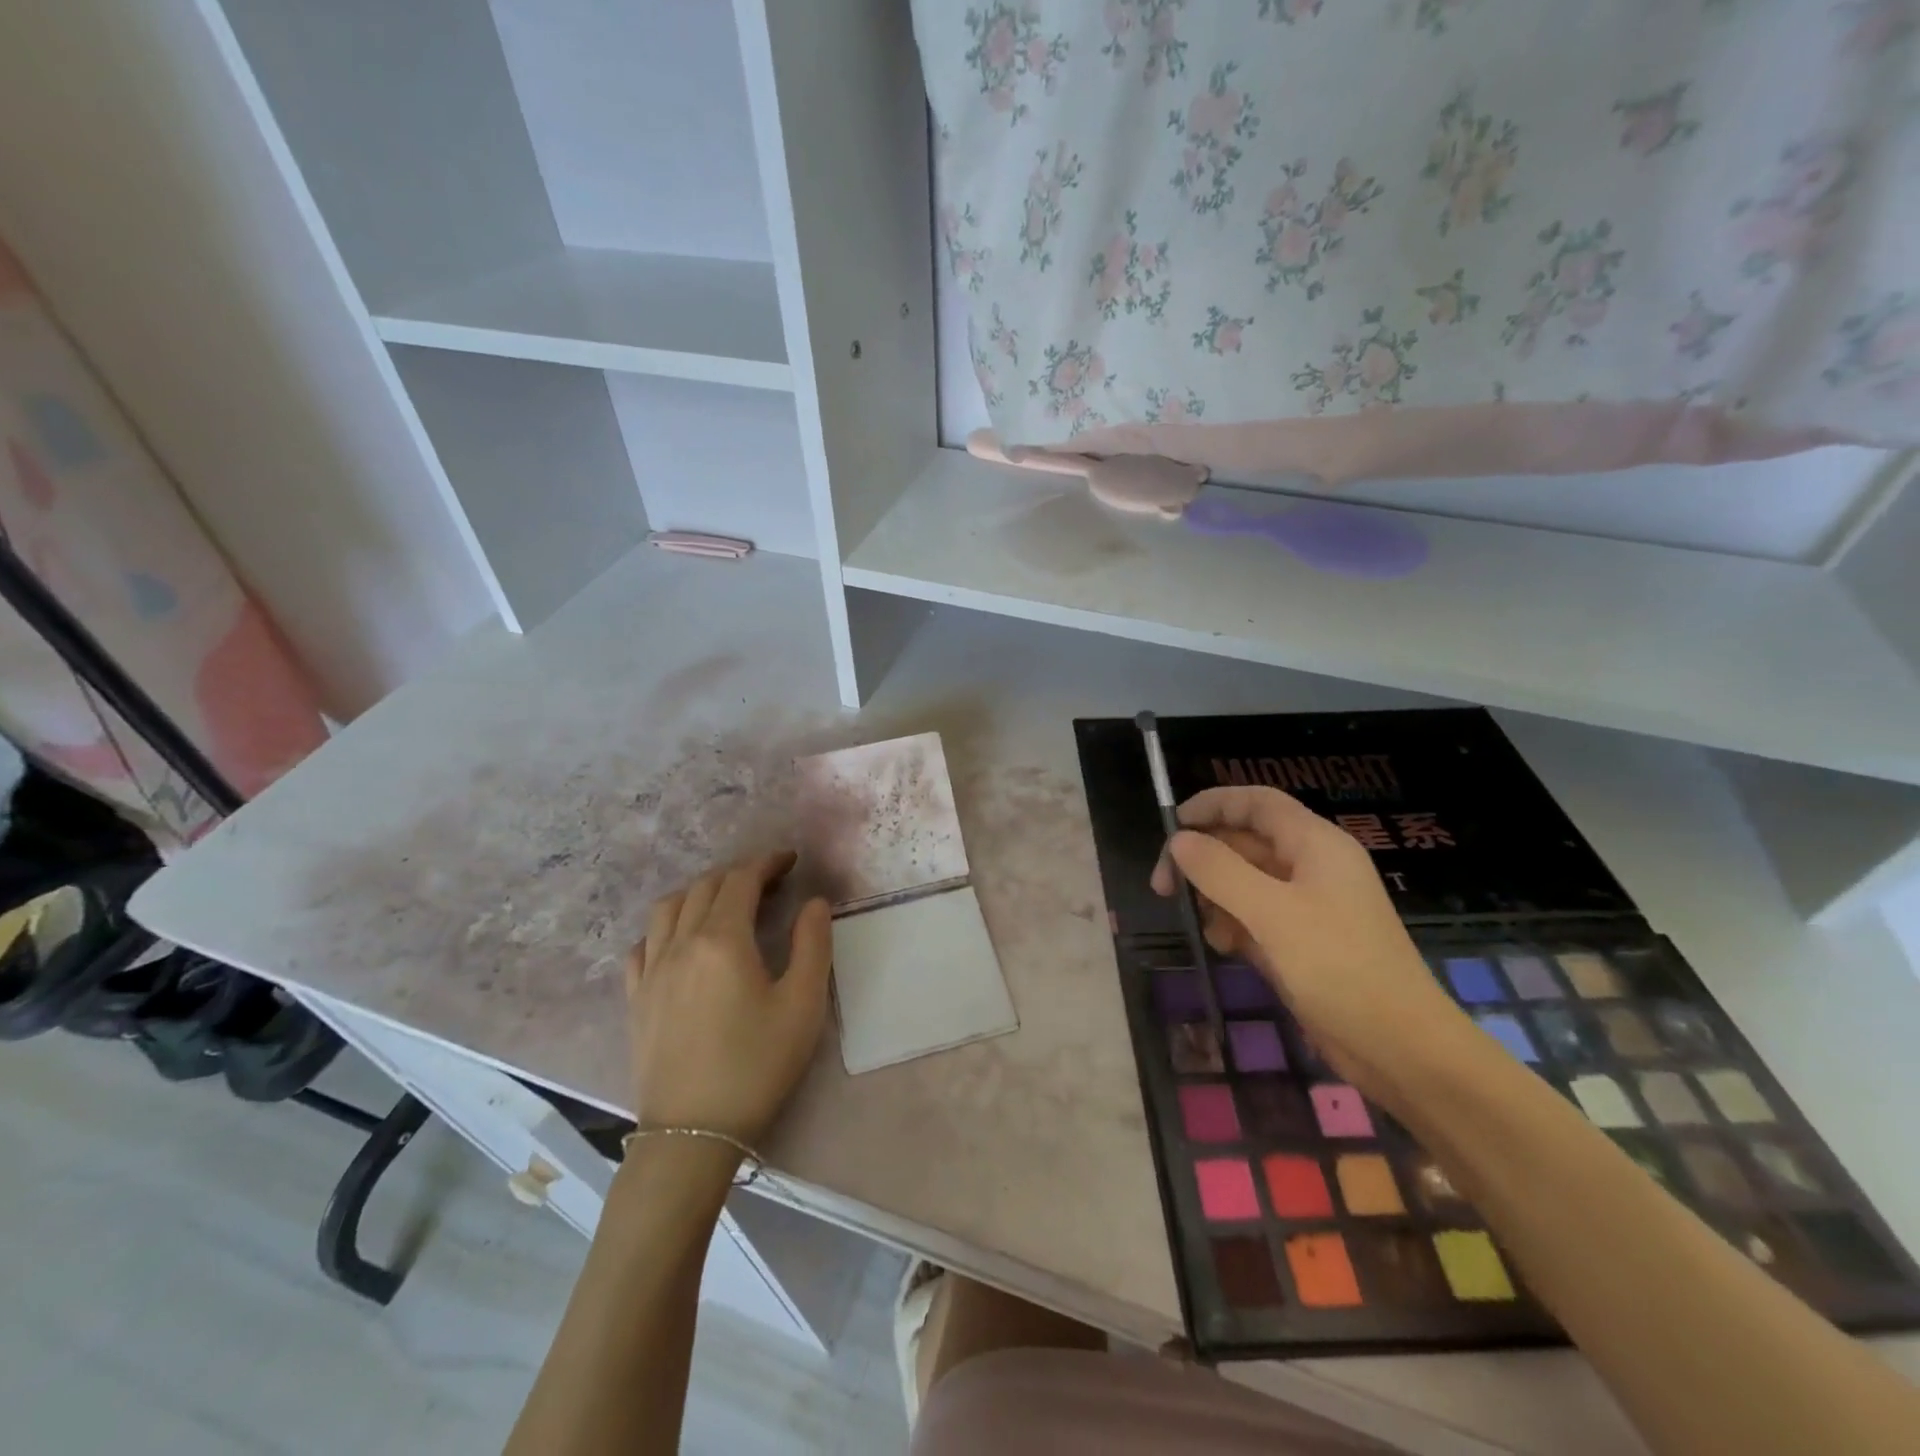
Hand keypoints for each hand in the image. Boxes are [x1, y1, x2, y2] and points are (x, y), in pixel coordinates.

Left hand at [627, 851, 831, 1142]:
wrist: (693, 1133)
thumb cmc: (756, 1065)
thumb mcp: (803, 1004)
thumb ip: (812, 944)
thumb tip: (813, 903)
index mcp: (722, 940)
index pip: (741, 880)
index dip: (767, 863)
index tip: (790, 860)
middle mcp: (681, 944)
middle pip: (705, 887)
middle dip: (738, 874)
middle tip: (769, 882)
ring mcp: (651, 971)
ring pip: (668, 908)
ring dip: (699, 892)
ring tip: (724, 903)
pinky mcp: (636, 998)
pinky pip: (643, 944)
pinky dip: (665, 927)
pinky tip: (680, 942)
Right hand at [1151, 787, 1467, 1098]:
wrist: (1400, 1048)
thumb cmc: (1339, 967)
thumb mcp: (1272, 913)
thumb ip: (1219, 871)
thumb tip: (1179, 841)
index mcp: (1315, 844)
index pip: (1257, 802)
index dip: (1212, 804)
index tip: (1171, 827)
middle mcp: (1311, 866)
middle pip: (1244, 841)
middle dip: (1203, 858)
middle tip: (1163, 887)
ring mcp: (1307, 905)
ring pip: (1244, 881)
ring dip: (1215, 896)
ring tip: (1201, 924)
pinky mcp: (1301, 941)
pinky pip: (1254, 916)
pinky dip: (1233, 925)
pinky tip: (1224, 948)